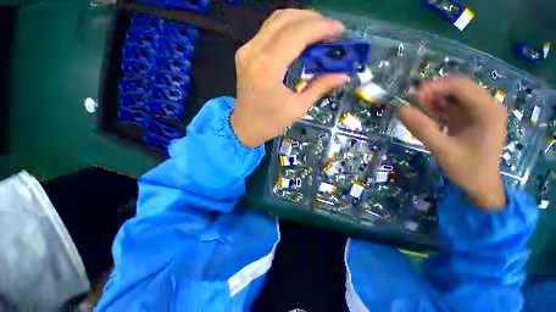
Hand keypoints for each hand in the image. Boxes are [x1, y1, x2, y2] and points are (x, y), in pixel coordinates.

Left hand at [231, 9, 348, 146]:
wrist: (245, 126)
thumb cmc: (271, 123)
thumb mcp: (298, 108)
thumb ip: (320, 87)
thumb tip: (343, 75)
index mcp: (267, 69)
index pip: (296, 35)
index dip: (321, 28)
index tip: (340, 30)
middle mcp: (253, 53)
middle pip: (285, 20)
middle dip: (313, 20)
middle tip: (331, 31)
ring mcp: (246, 50)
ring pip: (276, 21)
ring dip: (300, 21)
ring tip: (319, 32)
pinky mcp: (245, 53)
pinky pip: (268, 30)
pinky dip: (287, 28)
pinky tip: (300, 38)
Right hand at [398, 77, 506, 209]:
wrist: (481, 185)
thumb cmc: (467, 170)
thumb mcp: (442, 150)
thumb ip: (422, 129)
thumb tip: (400, 110)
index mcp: (487, 111)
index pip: (461, 86)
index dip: (435, 87)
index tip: (412, 96)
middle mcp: (487, 106)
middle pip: (458, 86)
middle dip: (434, 91)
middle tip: (412, 101)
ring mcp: (480, 111)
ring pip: (455, 94)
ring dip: (435, 97)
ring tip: (417, 107)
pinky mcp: (472, 117)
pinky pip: (453, 104)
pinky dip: (438, 106)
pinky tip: (426, 112)